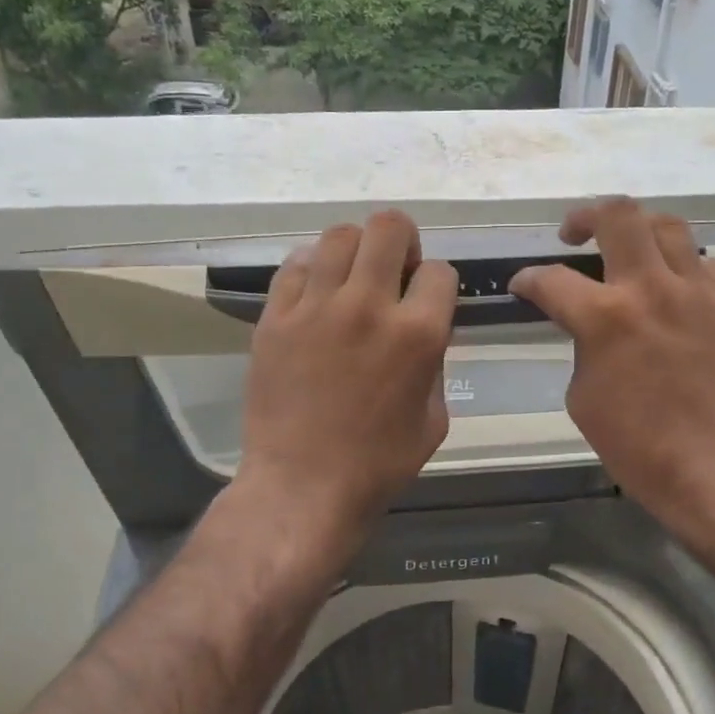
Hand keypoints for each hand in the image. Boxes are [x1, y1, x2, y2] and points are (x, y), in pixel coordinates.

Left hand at [238, 211, 456, 530]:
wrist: (303, 485)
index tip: (427, 304)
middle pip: (389, 228)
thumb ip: (435, 362)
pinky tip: (316, 295)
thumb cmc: (379, 464)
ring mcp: (315, 307)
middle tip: (394, 272)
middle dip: (402, 243)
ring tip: (352, 279)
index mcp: (417, 334)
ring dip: (356, 250)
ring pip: (339, 236)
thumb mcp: (434, 419)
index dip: (437, 286)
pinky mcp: (275, 317)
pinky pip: (295, 265)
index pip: (439, 271)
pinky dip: (312, 270)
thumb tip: (424, 330)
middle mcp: (368, 306)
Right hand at [510, 199, 714, 540]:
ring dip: (640, 231)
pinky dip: (684, 270)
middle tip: (574, 233)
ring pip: (670, 226)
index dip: (528, 279)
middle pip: (619, 215)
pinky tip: (677, 291)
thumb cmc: (638, 447)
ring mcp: (701, 293)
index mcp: (605, 318)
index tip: (523, 285)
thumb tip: (587, 326)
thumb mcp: (583, 398)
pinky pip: (708, 265)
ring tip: (630, 250)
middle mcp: (653, 289)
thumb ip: (582, 346)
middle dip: (586, 216)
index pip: (552, 279)